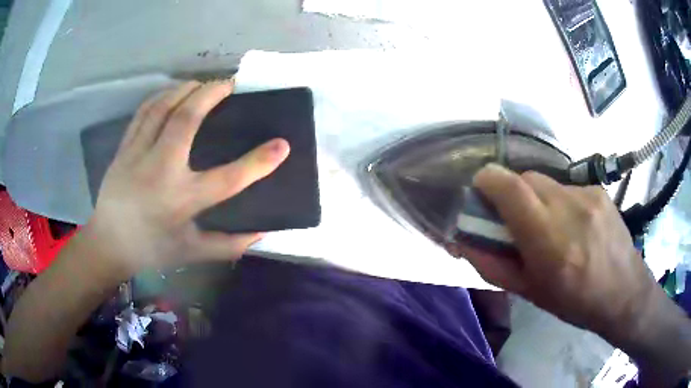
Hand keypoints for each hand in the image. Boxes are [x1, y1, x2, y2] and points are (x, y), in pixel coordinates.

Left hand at [82, 80, 289, 277]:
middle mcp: (160, 171)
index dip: (259, 161)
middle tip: (231, 84)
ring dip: (187, 89)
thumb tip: (260, 233)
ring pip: (163, 108)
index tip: (282, 145)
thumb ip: (228, 245)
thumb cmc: (151, 249)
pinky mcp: (124, 148)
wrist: (108, 243)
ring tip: (204, 84)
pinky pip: (144, 112)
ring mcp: (138, 155)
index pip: (227, 178)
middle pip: (188, 120)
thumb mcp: (191, 252)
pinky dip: (162, 96)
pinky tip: (173, 93)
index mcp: (181, 201)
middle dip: (212, 94)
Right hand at [457, 163, 660, 341]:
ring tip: (549, 226)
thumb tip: (463, 242)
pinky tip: (573, 224)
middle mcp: (569, 208)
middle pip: (526, 178)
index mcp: (549, 241)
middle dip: (511, 192)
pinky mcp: (598, 190)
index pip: (510, 188)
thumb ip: (493, 265)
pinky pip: (566, 187)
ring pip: (546, 182)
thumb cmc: (574, 302)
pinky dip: (559, 201)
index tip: (479, 189)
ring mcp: (587, 195)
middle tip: (514, 218)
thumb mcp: (529, 294)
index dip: (488, 181)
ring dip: (536, 198)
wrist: (624, 292)